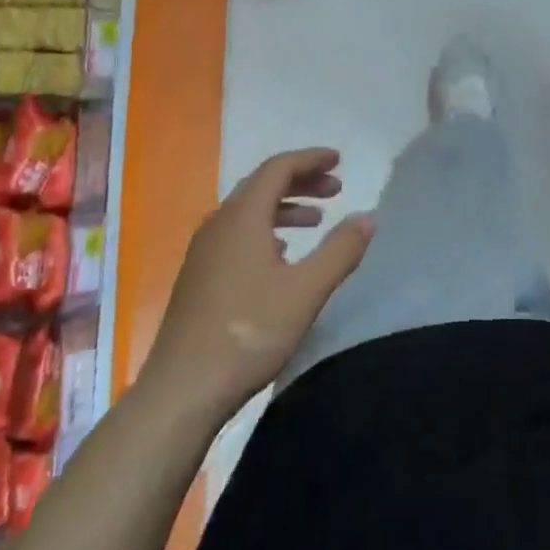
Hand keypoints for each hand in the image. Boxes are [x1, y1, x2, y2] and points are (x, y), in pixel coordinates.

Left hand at [142, 149, 374, 423]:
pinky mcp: (198, 277)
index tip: (338, 160)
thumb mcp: (306, 290)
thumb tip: (367, 217)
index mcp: (242, 217)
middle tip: (335, 189)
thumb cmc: (249, 332)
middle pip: (262, 185)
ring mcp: (203, 252)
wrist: (182, 390)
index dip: (310, 160)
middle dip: (301, 181)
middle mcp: (218, 224)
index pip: (277, 168)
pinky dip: (265, 231)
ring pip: (248, 212)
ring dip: (284, 208)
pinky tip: (281, 255)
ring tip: (316, 220)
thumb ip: (340, 250)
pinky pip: (236, 235)